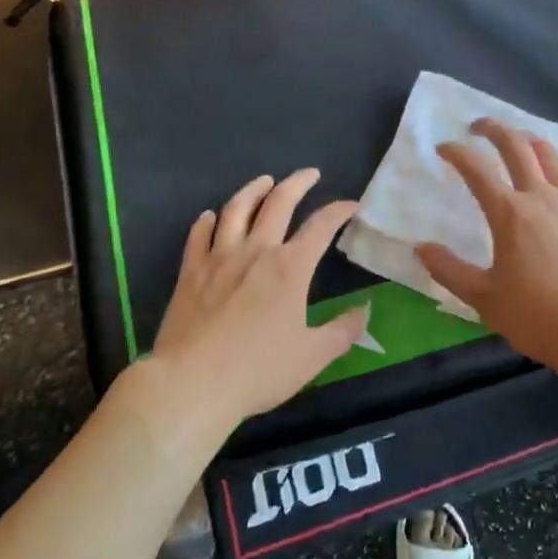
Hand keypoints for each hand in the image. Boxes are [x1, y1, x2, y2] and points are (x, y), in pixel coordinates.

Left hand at [151, 169, 369, 424]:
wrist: (191, 384)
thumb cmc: (257, 371)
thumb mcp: (312, 356)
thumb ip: (343, 331)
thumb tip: (366, 311)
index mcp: (291, 267)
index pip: (321, 226)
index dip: (339, 210)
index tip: (351, 205)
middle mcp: (257, 251)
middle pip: (279, 202)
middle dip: (298, 182)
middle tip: (310, 174)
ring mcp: (219, 257)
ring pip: (237, 209)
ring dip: (254, 189)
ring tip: (264, 181)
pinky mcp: (191, 271)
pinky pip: (199, 235)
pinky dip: (207, 221)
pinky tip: (211, 216)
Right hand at [416, 119, 557, 377]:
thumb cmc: (536, 315)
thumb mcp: (483, 298)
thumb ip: (449, 270)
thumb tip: (420, 248)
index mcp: (509, 213)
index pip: (477, 168)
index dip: (457, 152)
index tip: (443, 148)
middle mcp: (540, 197)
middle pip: (516, 146)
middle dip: (494, 129)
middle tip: (477, 127)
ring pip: (550, 155)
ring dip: (529, 141)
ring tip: (516, 142)